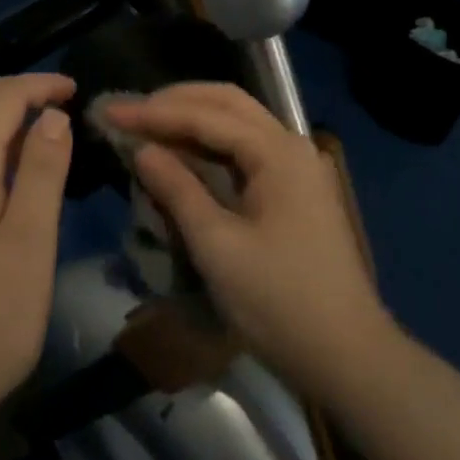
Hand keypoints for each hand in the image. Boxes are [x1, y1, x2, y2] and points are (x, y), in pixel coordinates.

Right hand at [103, 83, 394, 398]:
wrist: (349, 357)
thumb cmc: (280, 303)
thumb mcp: (218, 247)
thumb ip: (178, 190)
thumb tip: (142, 149)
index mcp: (277, 152)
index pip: (206, 115)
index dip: (154, 112)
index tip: (111, 112)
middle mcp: (291, 146)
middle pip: (227, 103)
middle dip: (176, 102)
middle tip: (130, 111)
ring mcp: (298, 168)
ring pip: (239, 124)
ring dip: (193, 119)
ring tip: (148, 126)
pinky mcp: (296, 191)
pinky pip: (247, 151)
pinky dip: (211, 145)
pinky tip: (184, 155)